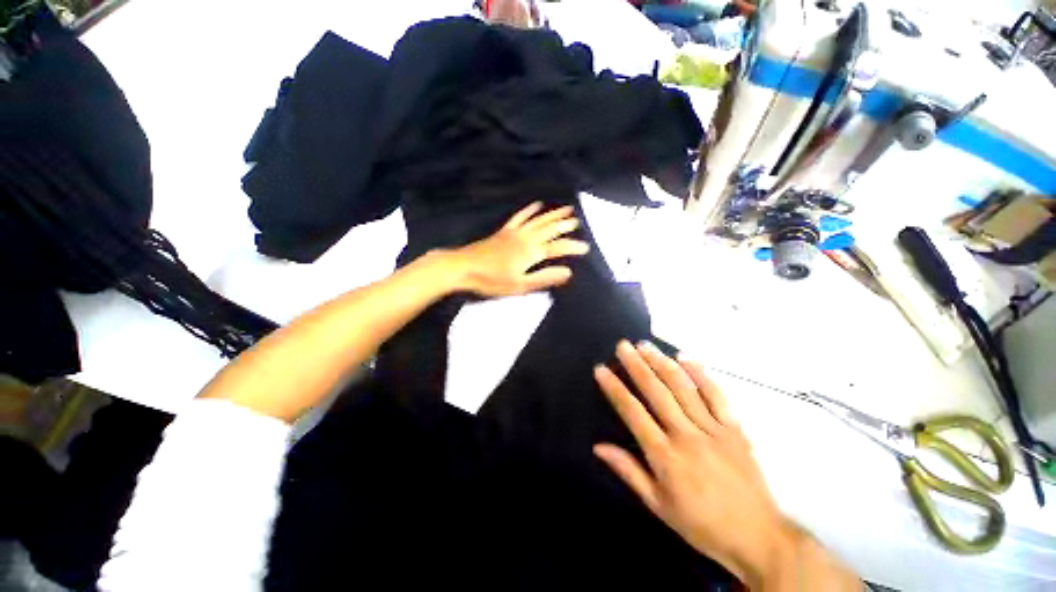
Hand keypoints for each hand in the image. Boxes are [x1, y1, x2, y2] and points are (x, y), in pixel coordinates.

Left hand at [451, 202, 589, 297]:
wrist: (464, 268)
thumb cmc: (492, 280)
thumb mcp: (520, 285)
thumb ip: (544, 278)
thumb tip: (568, 272)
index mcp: (531, 252)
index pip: (558, 247)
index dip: (572, 247)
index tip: (586, 247)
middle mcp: (526, 238)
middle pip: (549, 229)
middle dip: (565, 225)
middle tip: (578, 220)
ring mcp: (514, 233)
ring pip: (538, 220)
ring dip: (553, 214)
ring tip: (566, 209)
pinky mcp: (504, 231)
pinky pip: (519, 217)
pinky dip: (529, 210)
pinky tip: (537, 204)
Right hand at [593, 342, 800, 588]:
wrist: (758, 537)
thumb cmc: (702, 524)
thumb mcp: (659, 505)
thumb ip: (629, 472)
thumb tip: (598, 446)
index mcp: (666, 456)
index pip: (633, 413)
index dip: (615, 389)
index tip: (601, 369)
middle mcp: (687, 435)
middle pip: (657, 392)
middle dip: (636, 365)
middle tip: (622, 345)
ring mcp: (713, 429)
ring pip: (683, 388)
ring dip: (662, 363)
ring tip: (645, 345)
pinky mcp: (734, 428)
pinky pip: (716, 395)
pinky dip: (700, 373)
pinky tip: (684, 357)